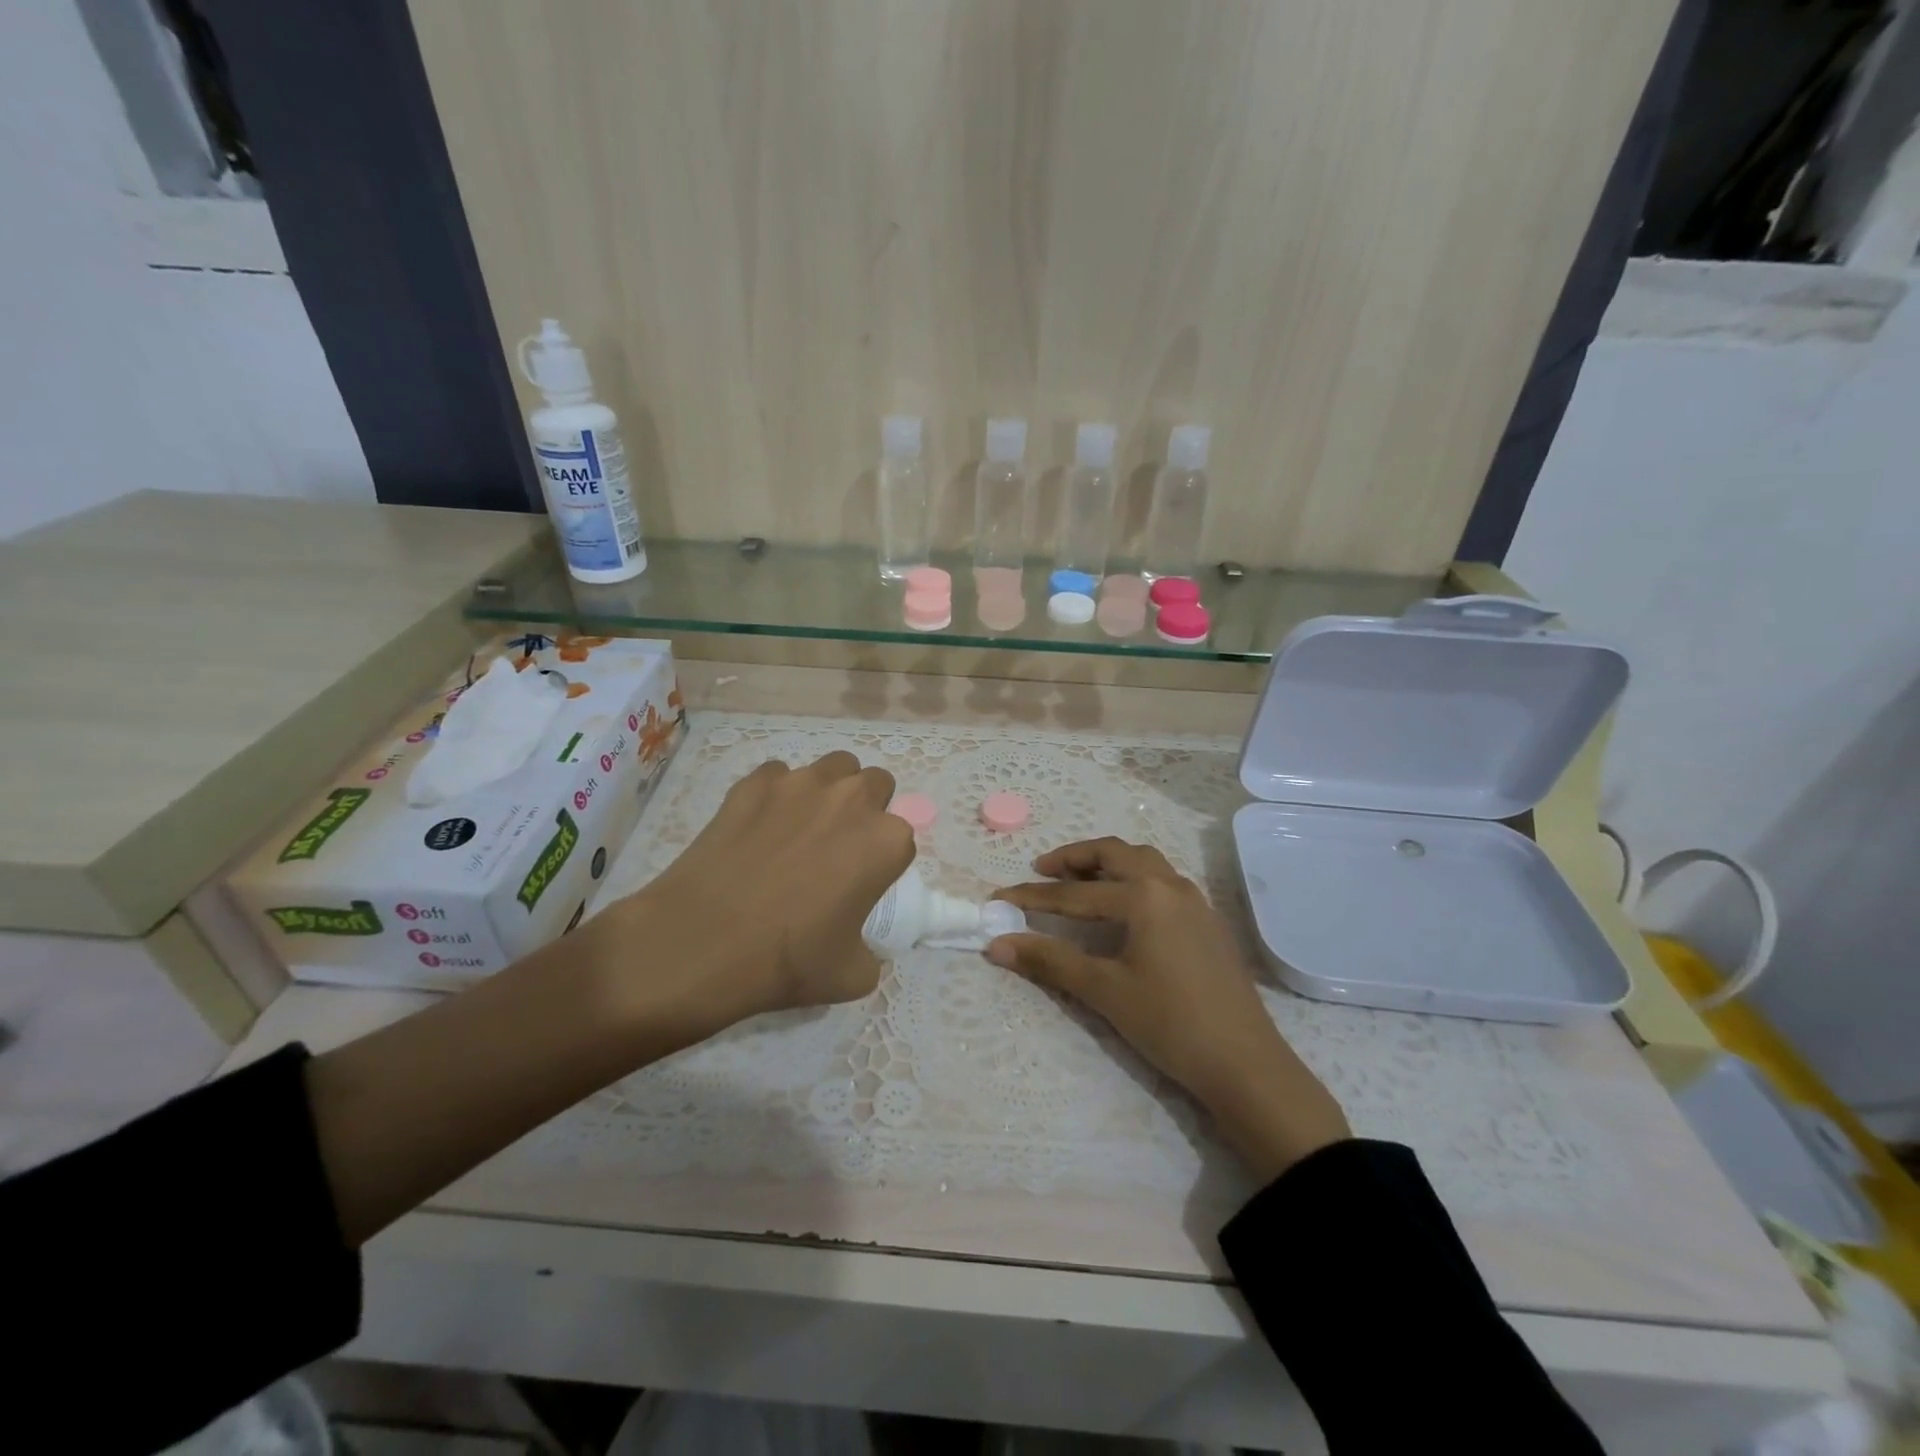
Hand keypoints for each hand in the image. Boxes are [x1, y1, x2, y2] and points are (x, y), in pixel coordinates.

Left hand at [611, 751, 915, 1038]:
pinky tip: (758, 827)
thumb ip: (871, 952)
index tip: (863, 884)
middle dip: (867, 809)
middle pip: (876, 785)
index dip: (884, 861)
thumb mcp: (851, 975)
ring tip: (804, 826)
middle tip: (840, 848)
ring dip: (831, 790)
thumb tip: (859, 945)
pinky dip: (777, 795)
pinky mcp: (754, 783)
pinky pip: (778, 776)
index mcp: (885, 841)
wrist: (700, 943)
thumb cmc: (786, 960)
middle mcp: (851, 799)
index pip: (902, 838)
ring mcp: (800, 784)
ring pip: (834, 767)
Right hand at [990, 838, 1349, 1182]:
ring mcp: (1194, 901)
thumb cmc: (1169, 1023)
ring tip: (1080, 880)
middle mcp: (1170, 885)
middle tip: (1042, 870)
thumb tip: (996, 944)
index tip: (998, 898)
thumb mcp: (1104, 990)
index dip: (1032, 897)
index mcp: (1143, 897)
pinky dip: (1133, 878)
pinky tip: (1124, 907)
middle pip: (1114, 854)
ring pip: (1143, 861)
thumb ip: (1049, 960)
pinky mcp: (1207, 921)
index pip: (1075, 893)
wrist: (1244, 1063)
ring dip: (1108, 863)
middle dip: (1074, 858)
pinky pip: (1163, 880)